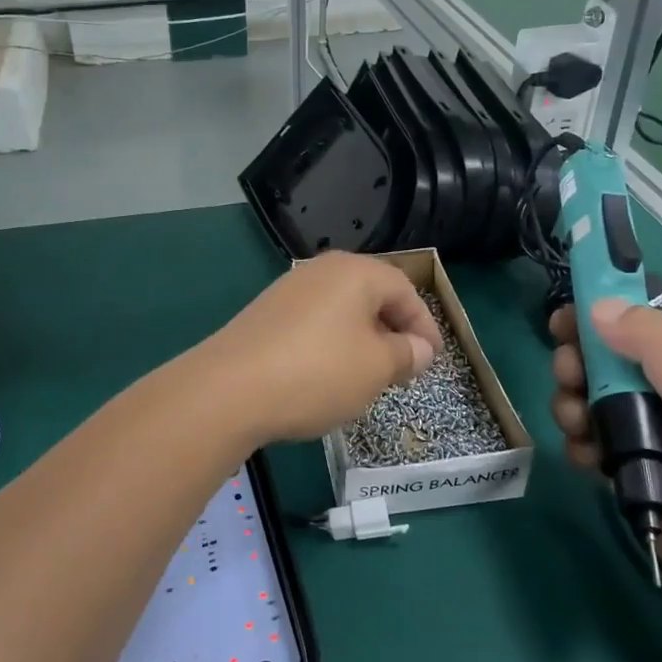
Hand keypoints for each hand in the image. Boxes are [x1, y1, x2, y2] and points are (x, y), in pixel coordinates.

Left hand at [199, 253, 441, 445]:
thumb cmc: (317, 372)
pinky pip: (312, 324)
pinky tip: (326, 376)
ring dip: (361, 339)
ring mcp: (287, 291)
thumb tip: (419, 349)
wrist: (228, 390)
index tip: (433, 359)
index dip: (425, 325)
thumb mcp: (376, 368)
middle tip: (405, 366)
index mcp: (355, 272)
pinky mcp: (264, 315)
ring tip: (369, 375)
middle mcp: (320, 271)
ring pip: (340, 311)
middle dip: (393, 330)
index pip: (405, 290)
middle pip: (371, 295)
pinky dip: (330, 346)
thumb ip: (405, 354)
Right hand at [550, 299, 661, 600]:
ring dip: (572, 406)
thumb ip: (654, 343)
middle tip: (568, 378)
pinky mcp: (630, 466)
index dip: (597, 314)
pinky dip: (579, 444)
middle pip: (603, 357)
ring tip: (578, 427)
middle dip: (577, 364)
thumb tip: (596, 306)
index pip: (637, 319)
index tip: (560, 322)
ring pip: (588, 398)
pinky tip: (587, 460)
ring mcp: (649, 429)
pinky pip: (589, 440)